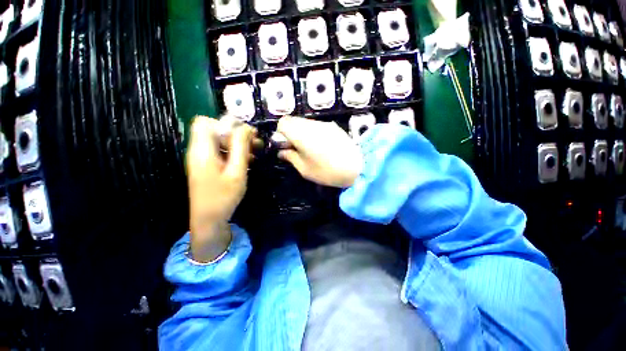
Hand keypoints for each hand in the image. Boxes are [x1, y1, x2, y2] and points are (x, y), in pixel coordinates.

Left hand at [186, 116, 255, 261]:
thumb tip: (245, 127)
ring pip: (219, 140)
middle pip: (213, 129)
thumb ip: (240, 148)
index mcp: (202, 150)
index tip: (245, 133)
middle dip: (236, 132)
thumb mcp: (236, 172)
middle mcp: (198, 150)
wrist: (209, 219)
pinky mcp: (207, 165)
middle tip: (256, 142)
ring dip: (237, 142)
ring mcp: (202, 158)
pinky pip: (220, 151)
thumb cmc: (223, 197)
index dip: (225, 123)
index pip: (205, 122)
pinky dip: (233, 151)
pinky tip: (247, 160)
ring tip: (255, 151)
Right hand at [277, 116, 362, 187]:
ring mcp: (324, 124)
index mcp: (301, 134)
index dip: (281, 133)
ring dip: (303, 132)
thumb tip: (281, 152)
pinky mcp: (334, 127)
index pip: (283, 122)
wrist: (356, 168)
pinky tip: (322, 146)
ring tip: (310, 148)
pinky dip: (314, 133)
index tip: (286, 145)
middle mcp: (312, 125)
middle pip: (294, 121)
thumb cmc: (327, 171)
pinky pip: (317, 126)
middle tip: (297, 148)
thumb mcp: (305, 169)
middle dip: (291, 132)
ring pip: (306, 123)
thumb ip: (290, 157)